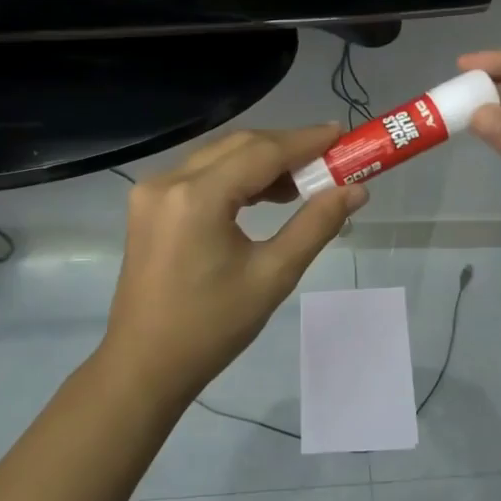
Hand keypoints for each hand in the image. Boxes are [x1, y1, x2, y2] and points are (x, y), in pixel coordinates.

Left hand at [97, 126, 366, 409]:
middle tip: (330, 159)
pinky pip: (200, 175)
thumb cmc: (212, 327)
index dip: (306, 141)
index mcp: (197, 198)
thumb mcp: (273, 276)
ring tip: (303, 183)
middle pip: (239, 146)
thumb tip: (355, 191)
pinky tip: (264, 195)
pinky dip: (235, 176)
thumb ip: (315, 225)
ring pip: (218, 157)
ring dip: (261, 161)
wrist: (145, 364)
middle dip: (286, 148)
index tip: (342, 135)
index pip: (262, 152)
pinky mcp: (148, 205)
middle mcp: (168, 181)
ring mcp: (152, 192)